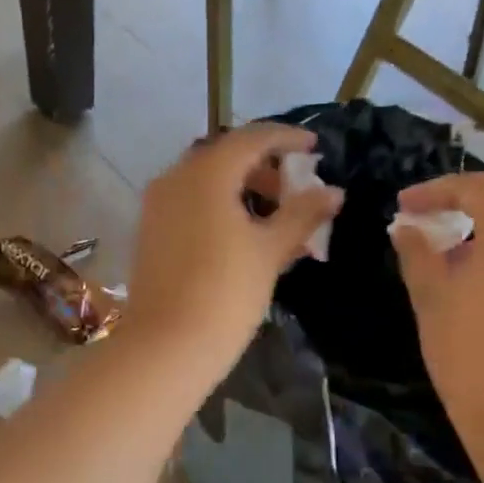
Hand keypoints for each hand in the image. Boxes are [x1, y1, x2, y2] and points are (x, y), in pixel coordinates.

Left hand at [124, 123, 343, 374]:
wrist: (166, 344)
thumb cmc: (226, 292)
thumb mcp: (270, 251)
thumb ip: (302, 214)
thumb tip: (333, 192)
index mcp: (206, 173)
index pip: (252, 138)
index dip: (287, 138)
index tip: (315, 147)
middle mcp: (175, 178)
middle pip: (225, 157)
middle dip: (264, 168)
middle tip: (295, 190)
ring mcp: (157, 205)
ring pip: (206, 182)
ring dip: (241, 190)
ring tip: (275, 220)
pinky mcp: (150, 231)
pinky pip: (190, 204)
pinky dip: (219, 207)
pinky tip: (242, 236)